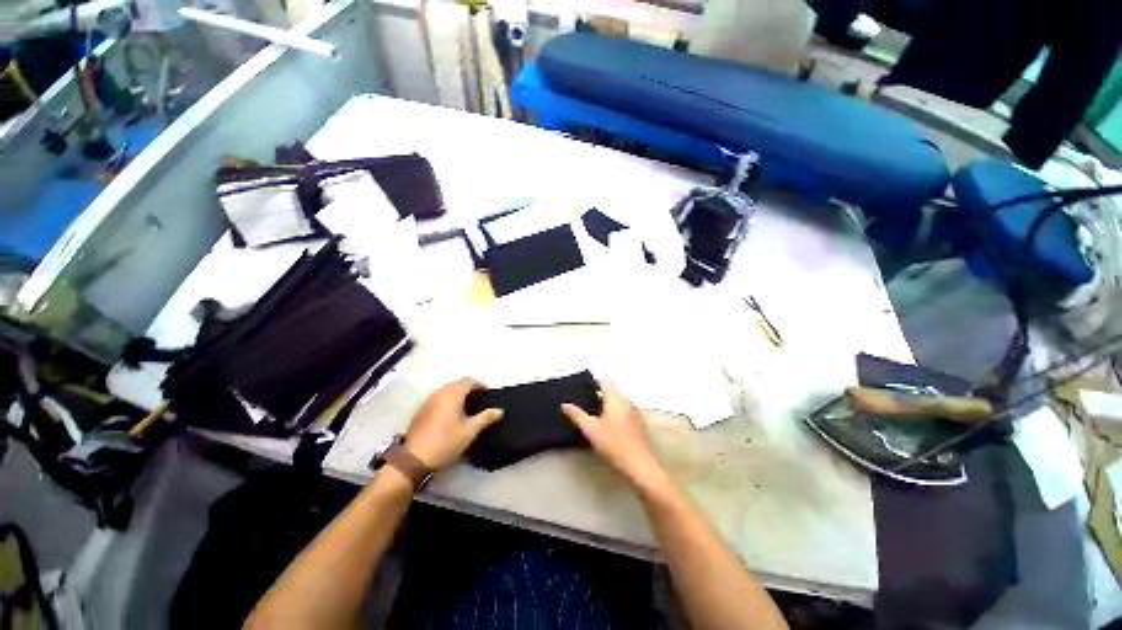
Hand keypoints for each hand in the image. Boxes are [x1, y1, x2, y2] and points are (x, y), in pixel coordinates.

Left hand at [405, 378, 502, 468]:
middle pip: (456, 383)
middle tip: (478, 397)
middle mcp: (439, 393)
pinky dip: (446, 399)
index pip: (468, 381)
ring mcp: (428, 401)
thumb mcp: (470, 431)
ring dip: (456, 392)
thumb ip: (486, 418)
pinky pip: (437, 397)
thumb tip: (500, 410)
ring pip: (445, 389)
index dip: (479, 384)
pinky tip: (449, 412)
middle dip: (468, 387)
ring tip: (465, 404)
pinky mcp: (420, 410)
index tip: (487, 392)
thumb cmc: (446, 442)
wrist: (414, 459)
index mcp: (452, 395)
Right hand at [562, 381, 663, 486]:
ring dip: (606, 406)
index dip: (593, 383)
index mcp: (616, 398)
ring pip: (617, 403)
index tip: (581, 390)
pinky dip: (614, 414)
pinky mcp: (638, 424)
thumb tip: (565, 404)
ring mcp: (634, 412)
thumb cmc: (613, 443)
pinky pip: (623, 412)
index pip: (604, 382)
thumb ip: (577, 415)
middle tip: (583, 404)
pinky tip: (606, 427)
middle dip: (597, 396)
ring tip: (592, 416)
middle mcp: (627, 401)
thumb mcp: (590, 429)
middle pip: (611, 392)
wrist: (639, 465)